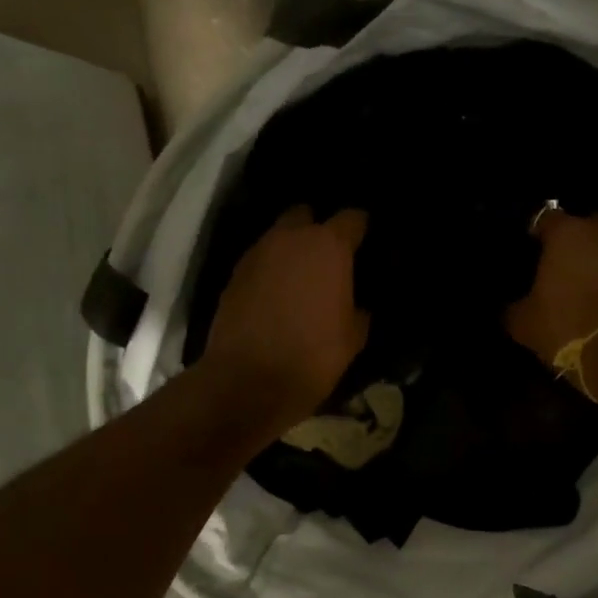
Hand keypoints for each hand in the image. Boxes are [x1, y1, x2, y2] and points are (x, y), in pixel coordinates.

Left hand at [203, 206, 369, 432]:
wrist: (247, 382)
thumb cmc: (313, 357)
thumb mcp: (353, 338)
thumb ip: (358, 311)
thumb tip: (357, 306)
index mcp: (328, 247)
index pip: (352, 218)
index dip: (360, 228)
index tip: (364, 242)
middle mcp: (290, 239)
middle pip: (305, 215)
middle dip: (316, 229)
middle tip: (327, 257)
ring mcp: (256, 254)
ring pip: (277, 237)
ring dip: (289, 250)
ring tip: (299, 277)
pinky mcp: (232, 276)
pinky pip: (258, 262)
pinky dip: (268, 271)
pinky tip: (275, 295)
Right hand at [506, 210, 597, 364]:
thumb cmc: (566, 327)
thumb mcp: (523, 323)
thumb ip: (513, 306)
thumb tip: (509, 307)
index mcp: (567, 233)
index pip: (545, 218)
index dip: (536, 234)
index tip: (530, 252)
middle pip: (584, 227)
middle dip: (573, 243)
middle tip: (559, 268)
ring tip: (586, 285)